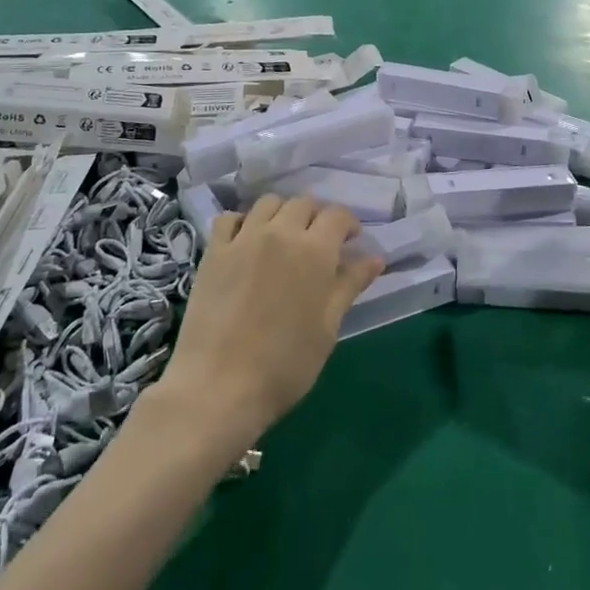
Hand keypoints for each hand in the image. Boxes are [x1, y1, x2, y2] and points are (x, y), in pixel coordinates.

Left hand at [156, 195, 382, 445]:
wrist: (217, 386)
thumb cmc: (284, 365)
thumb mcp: (327, 328)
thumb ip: (349, 285)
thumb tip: (375, 258)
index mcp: (314, 251)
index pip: (337, 216)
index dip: (348, 224)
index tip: (351, 241)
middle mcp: (280, 232)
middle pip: (303, 203)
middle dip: (317, 216)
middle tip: (319, 243)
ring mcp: (243, 238)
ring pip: (268, 203)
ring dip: (283, 213)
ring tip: (284, 238)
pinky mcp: (214, 250)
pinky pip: (230, 218)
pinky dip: (243, 221)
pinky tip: (247, 241)